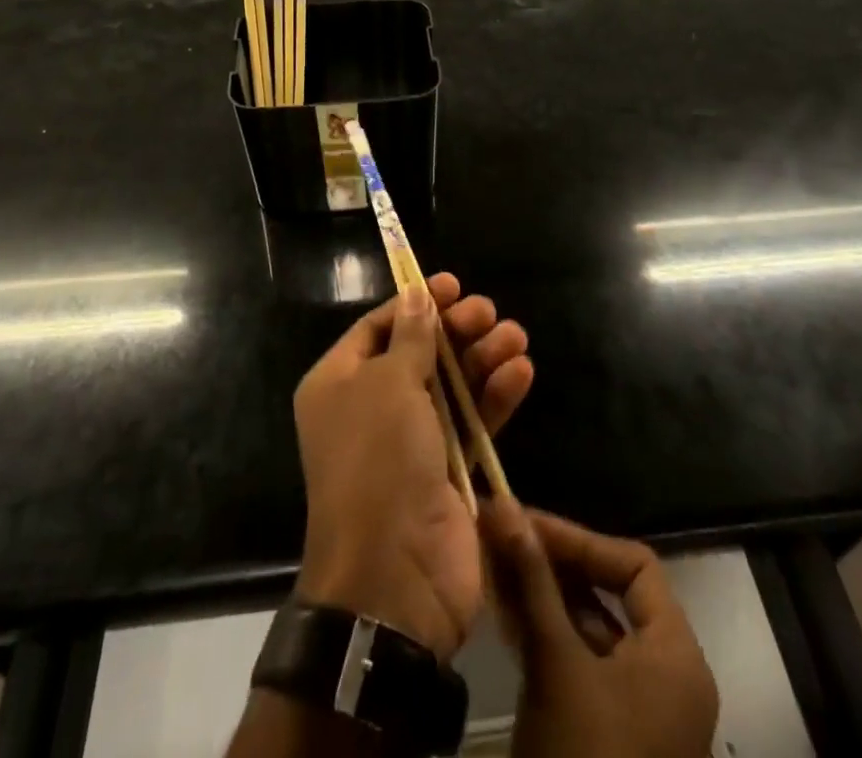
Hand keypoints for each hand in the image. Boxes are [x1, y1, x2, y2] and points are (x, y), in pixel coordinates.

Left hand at [293, 274, 533, 661]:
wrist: (394, 576)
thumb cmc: (379, 461)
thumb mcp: (388, 385)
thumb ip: (411, 337)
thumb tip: (417, 295)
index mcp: (339, 384)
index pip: (378, 327)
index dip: (414, 303)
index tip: (451, 285)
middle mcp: (372, 407)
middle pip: (420, 352)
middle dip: (455, 329)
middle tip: (487, 311)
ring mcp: (411, 441)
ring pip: (452, 384)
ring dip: (483, 358)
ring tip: (515, 337)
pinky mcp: (448, 470)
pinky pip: (473, 421)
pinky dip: (496, 396)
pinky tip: (521, 372)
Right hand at [483, 500, 718, 757]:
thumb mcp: (556, 663)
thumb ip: (533, 580)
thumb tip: (504, 506)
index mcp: (676, 655)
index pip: (634, 565)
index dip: (579, 538)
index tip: (526, 523)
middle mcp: (667, 675)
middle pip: (612, 593)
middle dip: (555, 563)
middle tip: (505, 538)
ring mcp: (640, 708)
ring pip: (591, 627)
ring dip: (544, 595)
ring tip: (497, 565)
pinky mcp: (611, 732)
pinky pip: (582, 662)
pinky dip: (547, 634)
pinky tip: (507, 614)